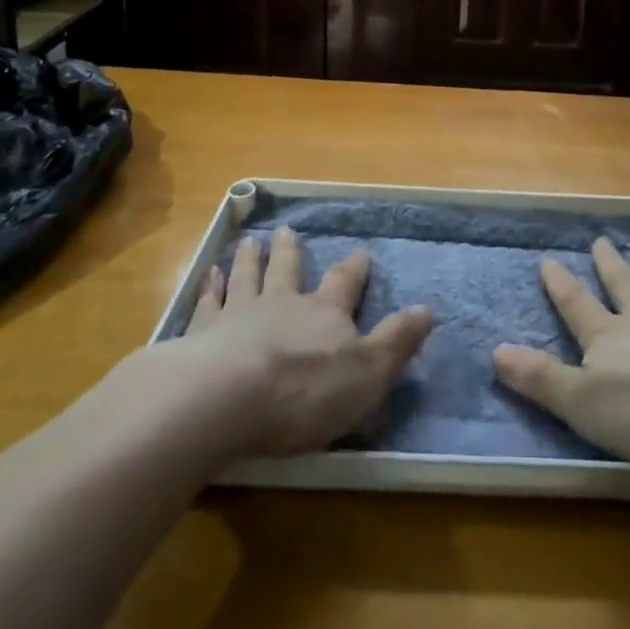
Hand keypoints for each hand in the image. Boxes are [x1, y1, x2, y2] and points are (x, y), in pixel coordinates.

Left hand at [177, 226, 432, 457]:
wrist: (227, 397)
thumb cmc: (304, 390)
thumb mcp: (366, 373)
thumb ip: (395, 342)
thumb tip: (427, 310)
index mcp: (324, 314)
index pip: (344, 285)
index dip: (353, 270)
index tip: (360, 252)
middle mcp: (282, 303)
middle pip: (287, 271)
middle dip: (290, 253)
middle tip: (287, 231)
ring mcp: (239, 313)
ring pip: (247, 277)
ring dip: (250, 260)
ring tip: (250, 242)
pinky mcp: (202, 333)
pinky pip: (207, 303)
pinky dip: (208, 287)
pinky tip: (207, 274)